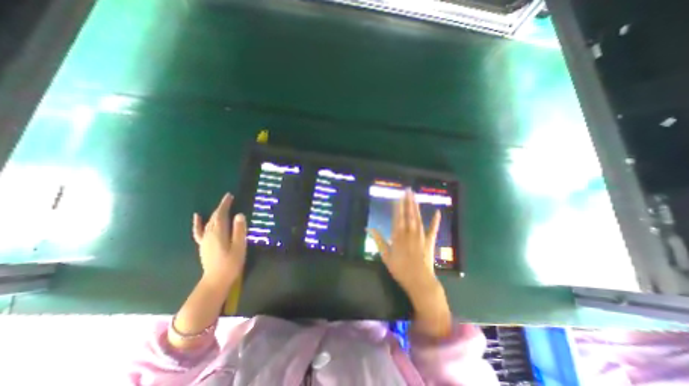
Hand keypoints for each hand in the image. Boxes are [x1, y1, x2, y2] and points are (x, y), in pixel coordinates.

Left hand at [190, 192, 246, 286]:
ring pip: (209, 222)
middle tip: (229, 198)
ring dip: (215, 213)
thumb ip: (239, 230)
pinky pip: (199, 231)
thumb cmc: (231, 263)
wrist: (216, 280)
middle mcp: (209, 234)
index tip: (229, 195)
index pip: (221, 214)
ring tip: (221, 206)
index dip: (225, 204)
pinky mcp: (203, 245)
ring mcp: (204, 239)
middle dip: (221, 206)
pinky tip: (197, 217)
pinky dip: (198, 223)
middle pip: (214, 216)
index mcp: (219, 233)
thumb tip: (239, 214)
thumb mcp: (239, 246)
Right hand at [372, 189, 441, 299]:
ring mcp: (421, 236)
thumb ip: (378, 240)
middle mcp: (409, 233)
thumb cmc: (400, 269)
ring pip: (418, 218)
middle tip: (407, 190)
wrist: (419, 281)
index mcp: (398, 236)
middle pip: (408, 214)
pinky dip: (436, 221)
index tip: (397, 196)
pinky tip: (438, 212)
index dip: (397, 206)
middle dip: (407, 201)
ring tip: (414, 196)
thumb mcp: (385, 256)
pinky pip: (433, 230)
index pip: (397, 217)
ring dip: (416, 206)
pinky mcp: (430, 241)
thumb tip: (369, 228)